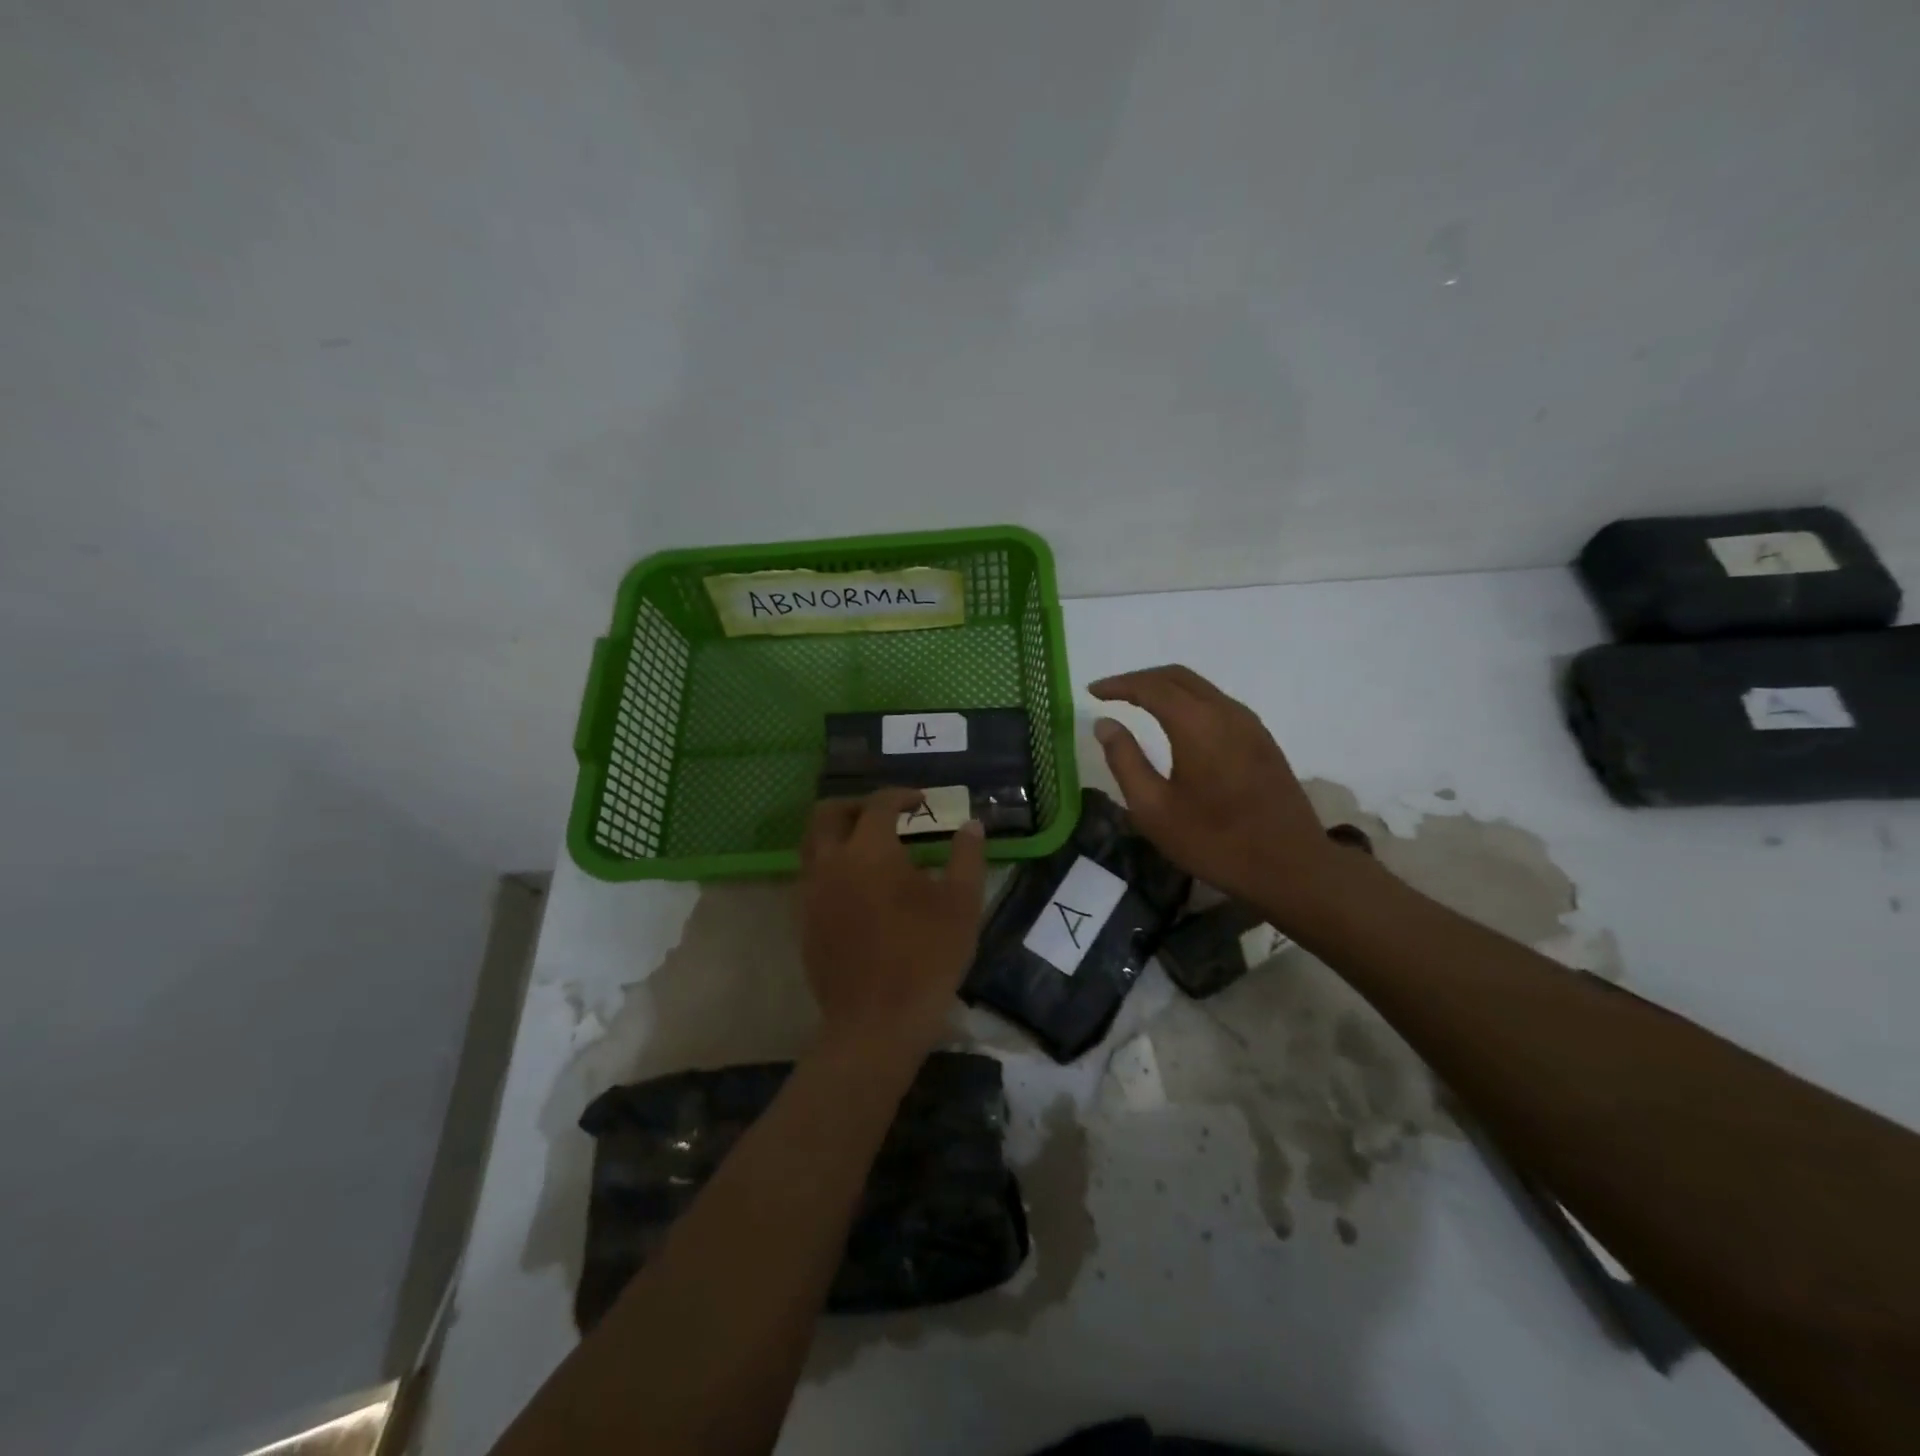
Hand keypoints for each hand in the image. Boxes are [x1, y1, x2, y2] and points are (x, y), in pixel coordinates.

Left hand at [798, 789, 987, 1057]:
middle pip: (827, 813)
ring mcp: (812, 894)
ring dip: (837, 833)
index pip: (878, 804)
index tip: (921, 803)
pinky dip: (831, 865)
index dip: (901, 795)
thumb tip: (972, 825)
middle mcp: (831, 863)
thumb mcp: (962, 904)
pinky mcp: (805, 922)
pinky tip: (859, 886)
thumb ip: (967, 857)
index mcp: (870, 851)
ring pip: (811, 844)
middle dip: (856, 805)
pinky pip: (811, 876)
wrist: (876, 1023)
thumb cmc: (926, 958)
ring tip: (870, 847)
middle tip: (885, 815)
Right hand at [1091, 665, 1349, 927]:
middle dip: (1140, 679)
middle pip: (1177, 676)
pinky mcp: (1262, 739)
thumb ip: (1125, 761)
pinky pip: (1218, 703)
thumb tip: (1105, 724)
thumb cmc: (1214, 841)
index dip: (1118, 684)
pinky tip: (1177, 723)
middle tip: (1111, 694)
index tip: (1092, 692)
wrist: (1291, 866)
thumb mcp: (1154, 809)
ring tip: (1137, 704)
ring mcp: (1249, 724)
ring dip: (1166, 688)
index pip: (1150, 686)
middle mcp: (1225, 712)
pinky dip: (1188, 701)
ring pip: (1201, 688)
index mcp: (1196, 724)